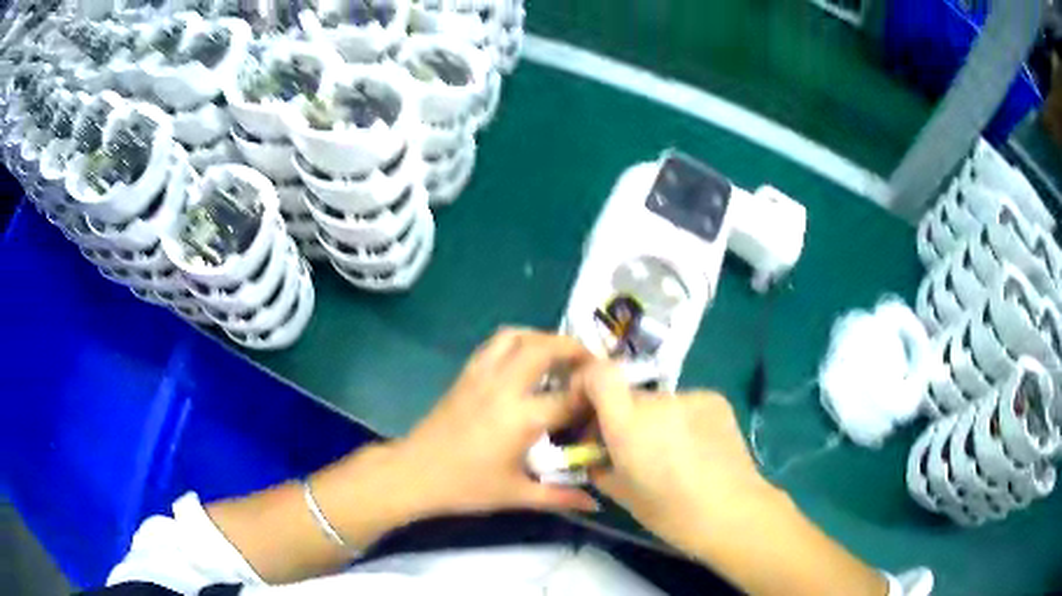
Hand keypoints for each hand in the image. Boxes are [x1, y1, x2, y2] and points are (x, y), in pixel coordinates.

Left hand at [312, 327, 599, 542]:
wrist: (414, 473)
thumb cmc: (466, 486)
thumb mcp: (517, 495)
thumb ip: (560, 496)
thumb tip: (595, 503)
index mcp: (520, 418)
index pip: (569, 397)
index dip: (593, 396)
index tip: (609, 398)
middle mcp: (504, 387)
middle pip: (544, 348)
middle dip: (574, 348)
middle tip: (591, 363)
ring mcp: (481, 375)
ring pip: (516, 336)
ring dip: (543, 338)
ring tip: (559, 355)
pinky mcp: (466, 374)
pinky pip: (495, 343)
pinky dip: (518, 341)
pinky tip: (525, 360)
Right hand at [577, 362, 773, 555]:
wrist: (731, 512)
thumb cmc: (669, 512)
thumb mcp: (620, 494)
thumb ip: (600, 467)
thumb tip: (597, 457)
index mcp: (628, 423)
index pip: (599, 375)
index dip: (587, 383)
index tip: (587, 406)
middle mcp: (659, 400)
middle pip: (631, 397)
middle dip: (625, 418)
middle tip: (633, 449)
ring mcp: (691, 397)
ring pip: (661, 404)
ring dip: (657, 421)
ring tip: (673, 455)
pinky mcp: (716, 399)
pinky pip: (687, 405)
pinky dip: (683, 421)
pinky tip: (696, 449)